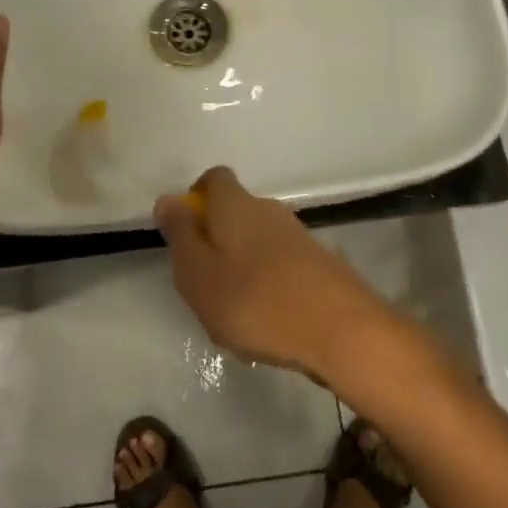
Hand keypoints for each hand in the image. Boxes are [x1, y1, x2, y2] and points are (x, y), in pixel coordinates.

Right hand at [153, 166, 396, 380]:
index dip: (196, 197)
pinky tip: (267, 322)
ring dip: (242, 266)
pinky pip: (281, 265)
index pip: (214, 178)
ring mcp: (298, 235)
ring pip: (258, 241)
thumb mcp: (198, 274)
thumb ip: (180, 235)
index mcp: (235, 205)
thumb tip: (167, 198)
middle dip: (216, 240)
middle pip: (235, 211)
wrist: (340, 330)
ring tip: (234, 313)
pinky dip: (268, 284)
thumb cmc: (255, 301)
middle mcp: (268, 209)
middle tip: (203, 284)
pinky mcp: (319, 263)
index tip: (185, 232)